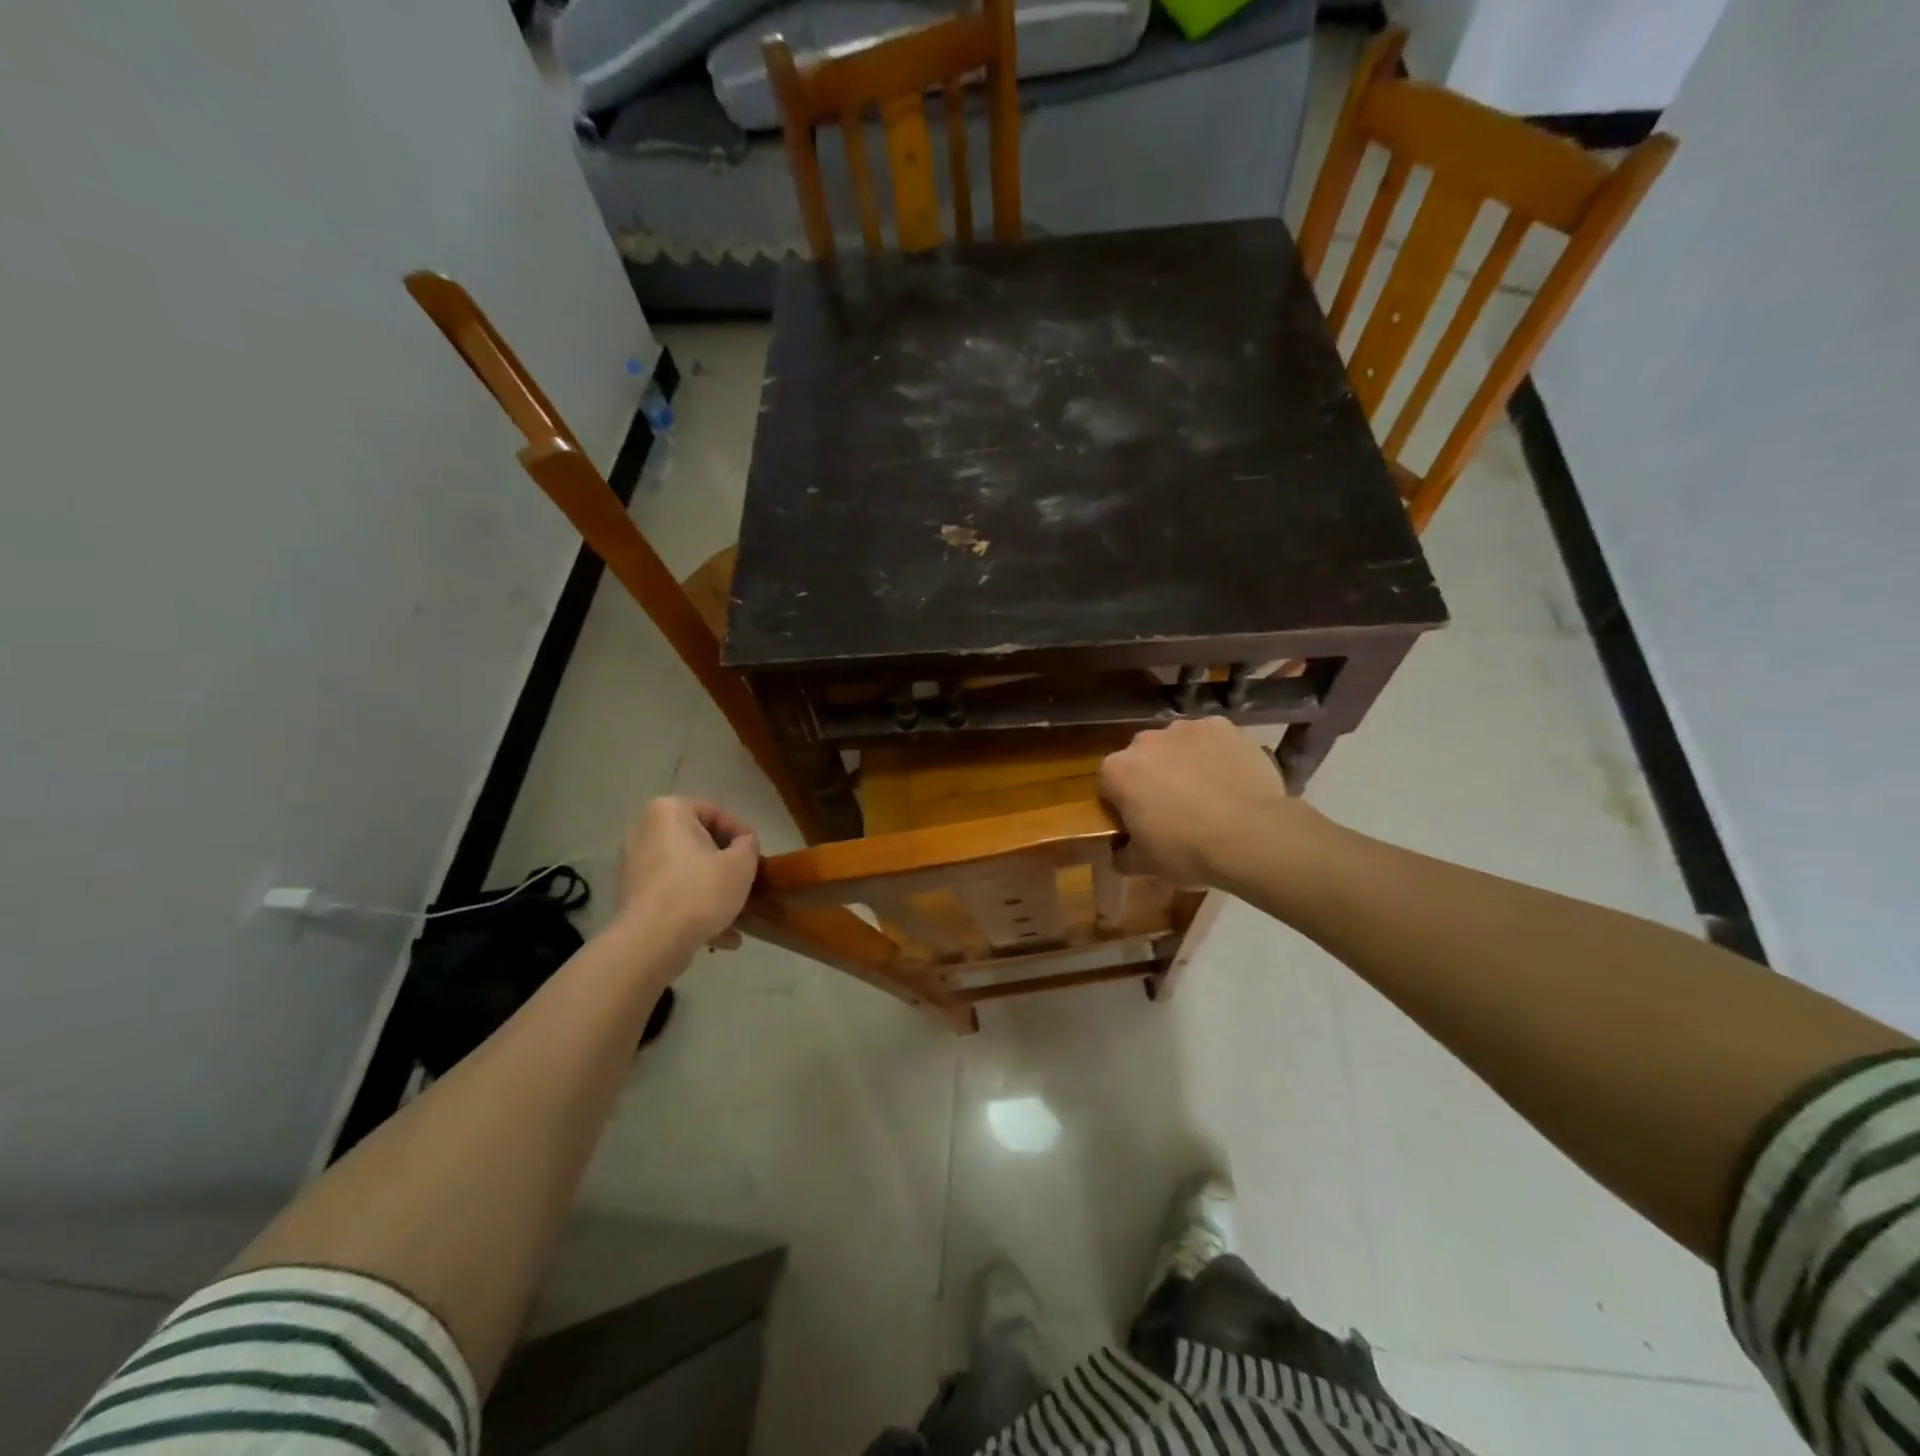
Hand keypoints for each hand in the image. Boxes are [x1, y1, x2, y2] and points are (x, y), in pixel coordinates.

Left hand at [615, 797, 760, 951]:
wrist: (653, 941)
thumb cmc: (700, 890)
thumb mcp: (741, 864)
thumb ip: (748, 846)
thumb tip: (743, 844)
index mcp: (668, 811)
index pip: (714, 812)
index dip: (741, 833)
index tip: (756, 855)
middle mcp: (644, 831)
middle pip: (696, 843)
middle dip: (723, 863)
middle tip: (745, 879)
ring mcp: (633, 865)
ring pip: (684, 871)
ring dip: (710, 889)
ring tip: (735, 913)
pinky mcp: (631, 896)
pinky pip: (670, 893)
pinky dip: (692, 907)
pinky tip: (719, 936)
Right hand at [1097, 718, 1316, 887]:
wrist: (1253, 835)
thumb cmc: (1188, 851)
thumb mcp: (1145, 865)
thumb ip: (1123, 855)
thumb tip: (1120, 851)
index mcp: (1118, 771)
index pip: (1108, 784)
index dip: (1122, 804)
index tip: (1139, 823)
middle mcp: (1145, 740)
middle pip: (1142, 759)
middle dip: (1152, 778)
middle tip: (1174, 810)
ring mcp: (1186, 728)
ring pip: (1176, 745)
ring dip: (1183, 763)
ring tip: (1208, 794)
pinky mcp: (1223, 726)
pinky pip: (1211, 739)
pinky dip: (1215, 754)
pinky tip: (1230, 778)